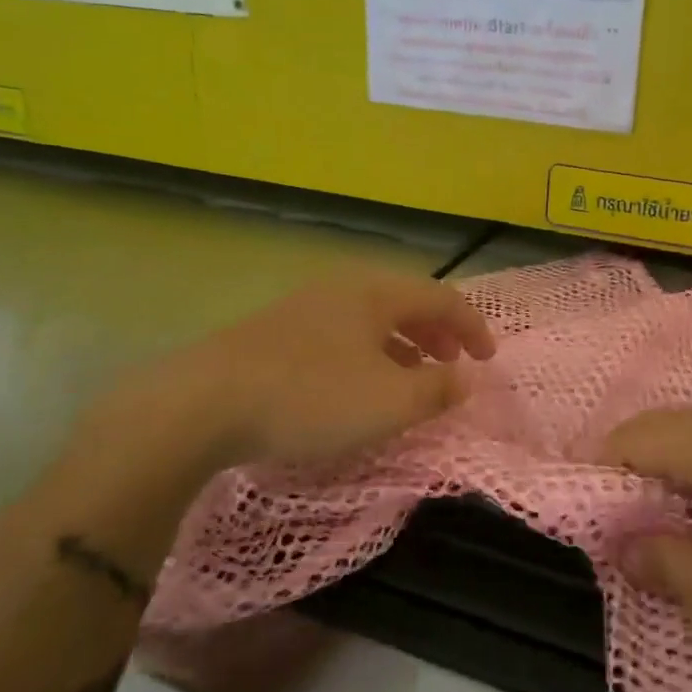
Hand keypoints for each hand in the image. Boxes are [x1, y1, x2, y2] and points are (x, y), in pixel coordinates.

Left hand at [84, 270, 496, 487]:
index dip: (472, 326)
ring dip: (402, 345)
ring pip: (370, 319)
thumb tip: (465, 380)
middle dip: (437, 332)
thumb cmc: (311, 397)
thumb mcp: (389, 402)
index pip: (441, 297)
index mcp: (375, 292)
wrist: (203, 403)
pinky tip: (357, 385)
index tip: (489, 359)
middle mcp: (342, 288)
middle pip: (405, 302)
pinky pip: (340, 335)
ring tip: (412, 377)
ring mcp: (303, 307)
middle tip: (453, 363)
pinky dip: (367, 354)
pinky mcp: (274, 333)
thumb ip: (437, 390)